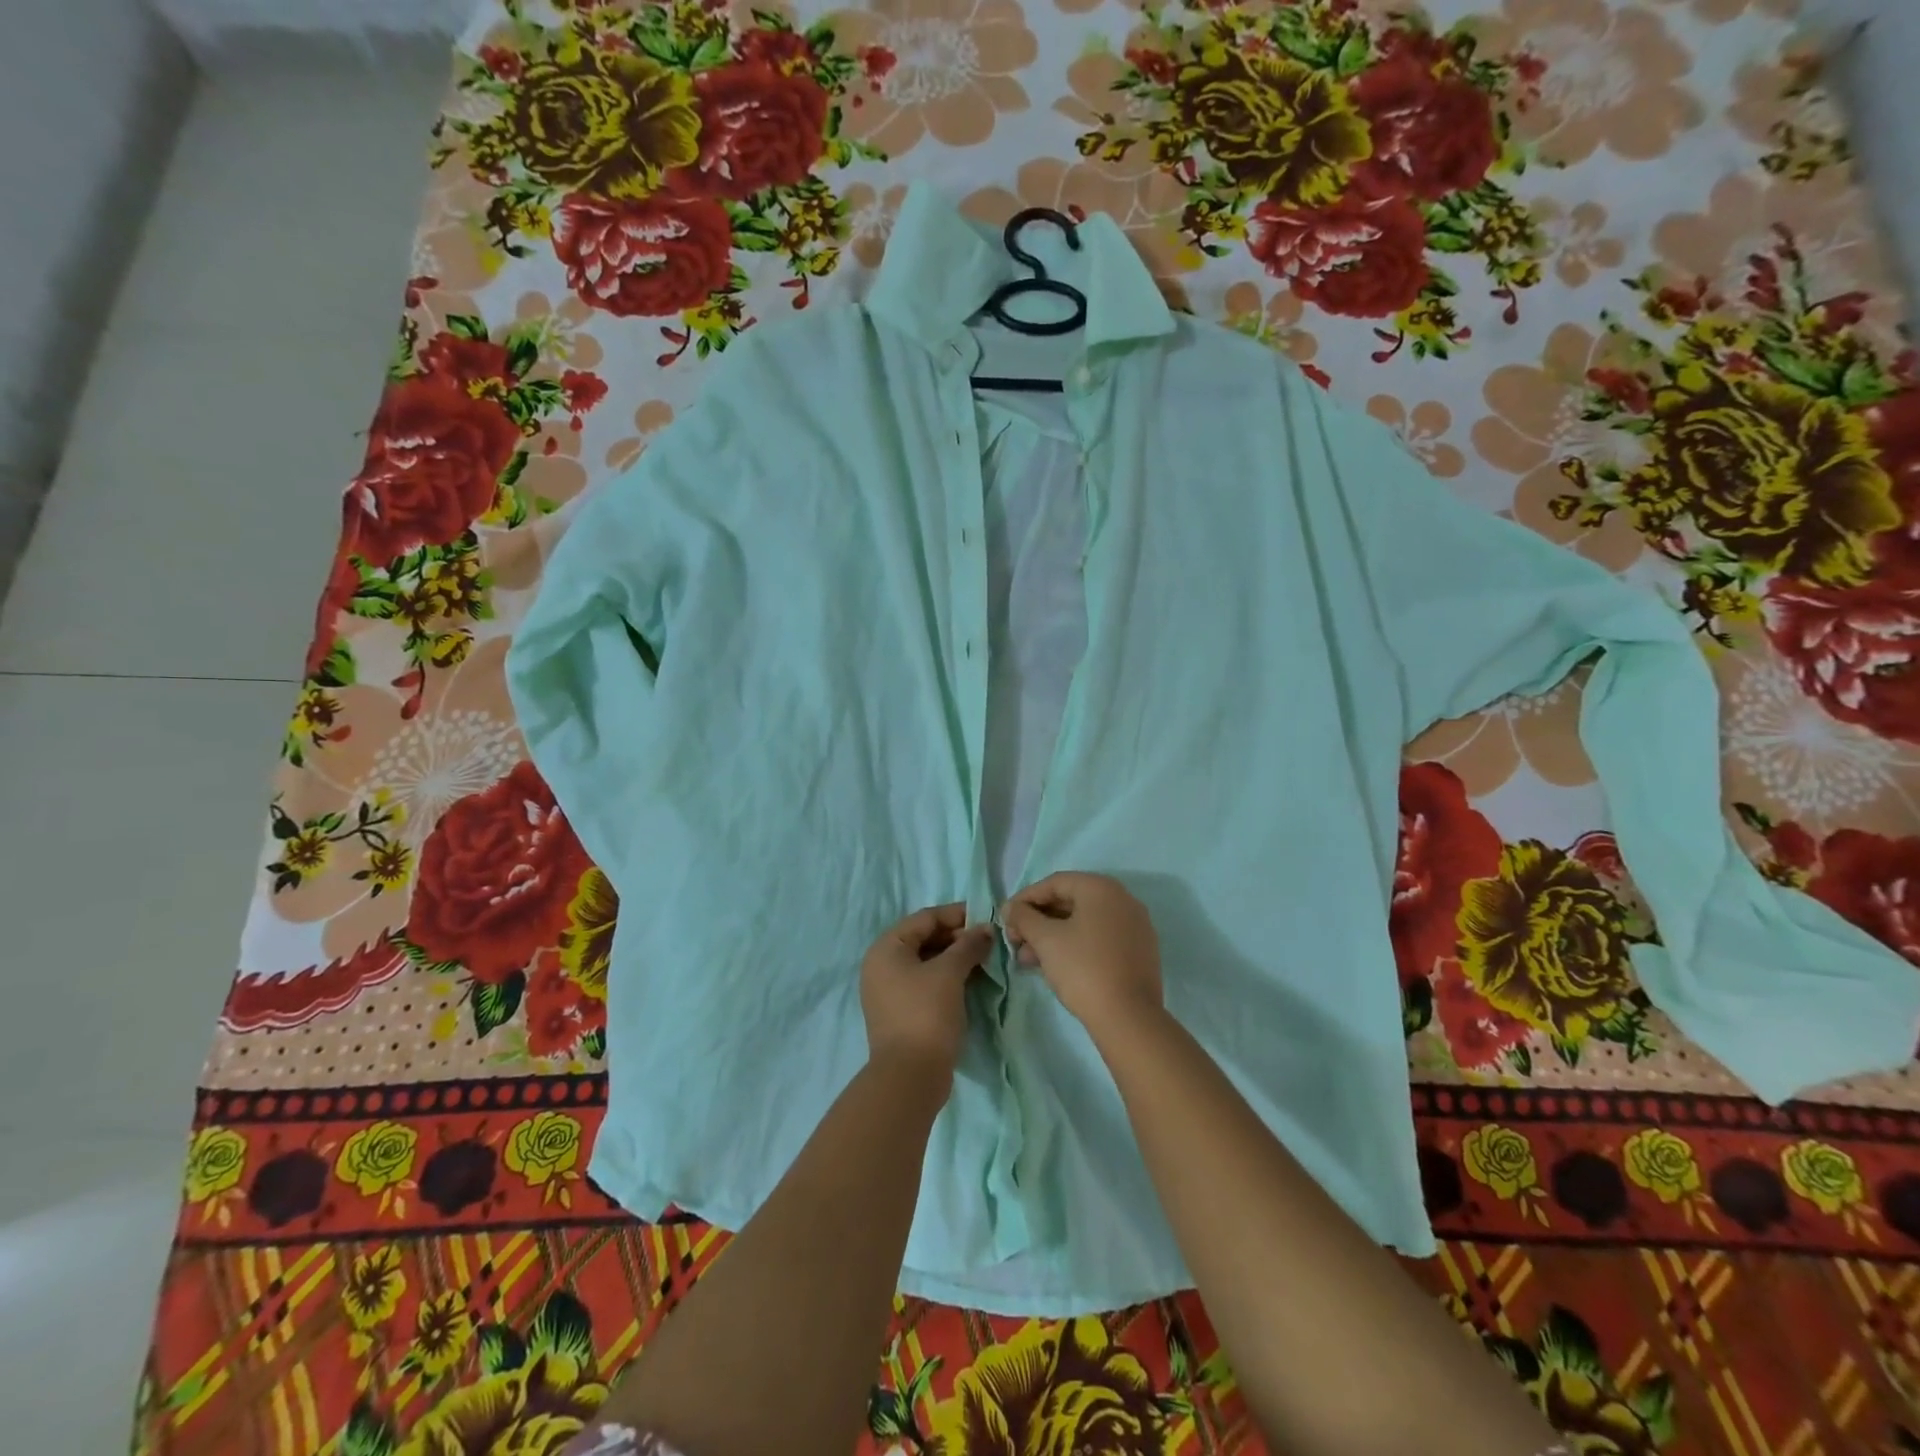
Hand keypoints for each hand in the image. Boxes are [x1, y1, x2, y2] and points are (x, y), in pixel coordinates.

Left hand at [859, 904, 992, 1081]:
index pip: (925, 918)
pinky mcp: (901, 1011)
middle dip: (957, 937)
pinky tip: (971, 980)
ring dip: (955, 957)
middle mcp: (882, 965)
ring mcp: (890, 990)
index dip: (956, 914)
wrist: (910, 1076)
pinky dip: (948, 977)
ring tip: (984, 959)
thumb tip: (986, 930)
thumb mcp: (949, 973)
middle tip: (988, 940)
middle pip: (924, 938)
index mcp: (886, 948)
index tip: (986, 916)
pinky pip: (926, 982)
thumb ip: (968, 945)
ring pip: (927, 961)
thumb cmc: (926, 1013)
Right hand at [1002, 872, 1162, 1033]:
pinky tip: (1056, 966)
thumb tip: (1011, 908)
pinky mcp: (1139, 951)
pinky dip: (1076, 946)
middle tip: (1016, 941)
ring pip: (1084, 923)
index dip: (1026, 899)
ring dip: (1053, 936)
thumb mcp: (1046, 940)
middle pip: (1070, 902)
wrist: (1128, 1017)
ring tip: (1029, 960)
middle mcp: (1122, 900)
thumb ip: (1024, 917)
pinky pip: (1100, 939)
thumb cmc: (1083, 968)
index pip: (1055, 883)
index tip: (1006, 919)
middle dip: (1038, 921)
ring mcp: (1135, 926)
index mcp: (1101, 888)